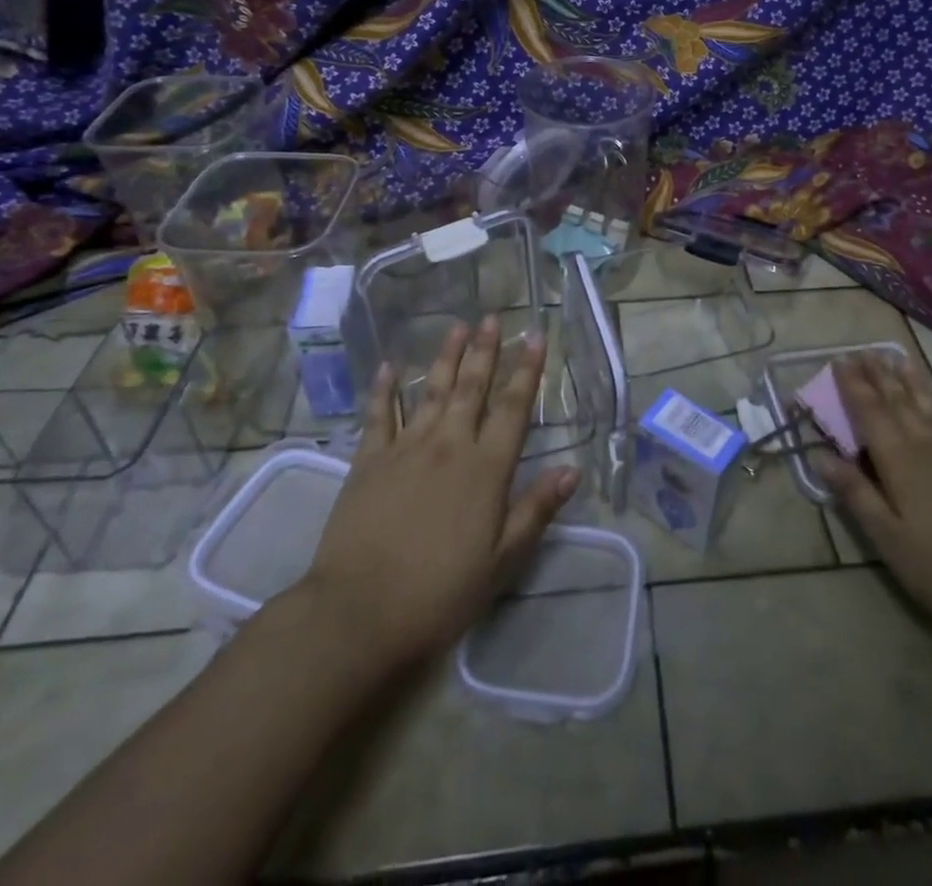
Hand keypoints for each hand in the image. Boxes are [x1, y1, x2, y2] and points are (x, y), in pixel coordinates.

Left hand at [299, 316, 579, 674]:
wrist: (359, 614)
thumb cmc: (440, 593)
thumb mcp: (502, 561)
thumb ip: (536, 510)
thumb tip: (572, 469)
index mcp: (486, 469)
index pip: (513, 408)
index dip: (527, 371)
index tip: (536, 337)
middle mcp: (449, 445)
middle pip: (472, 388)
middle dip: (485, 351)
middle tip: (493, 318)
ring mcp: (405, 449)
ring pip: (431, 391)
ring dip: (446, 357)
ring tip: (457, 327)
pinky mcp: (368, 462)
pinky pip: (379, 415)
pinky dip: (384, 389)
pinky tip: (388, 367)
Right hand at [811, 351, 931, 636]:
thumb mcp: (889, 539)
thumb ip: (856, 494)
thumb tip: (819, 457)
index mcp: (899, 461)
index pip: (870, 413)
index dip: (853, 386)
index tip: (840, 359)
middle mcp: (928, 448)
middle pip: (899, 403)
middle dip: (880, 376)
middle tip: (866, 350)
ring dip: (915, 384)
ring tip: (903, 358)